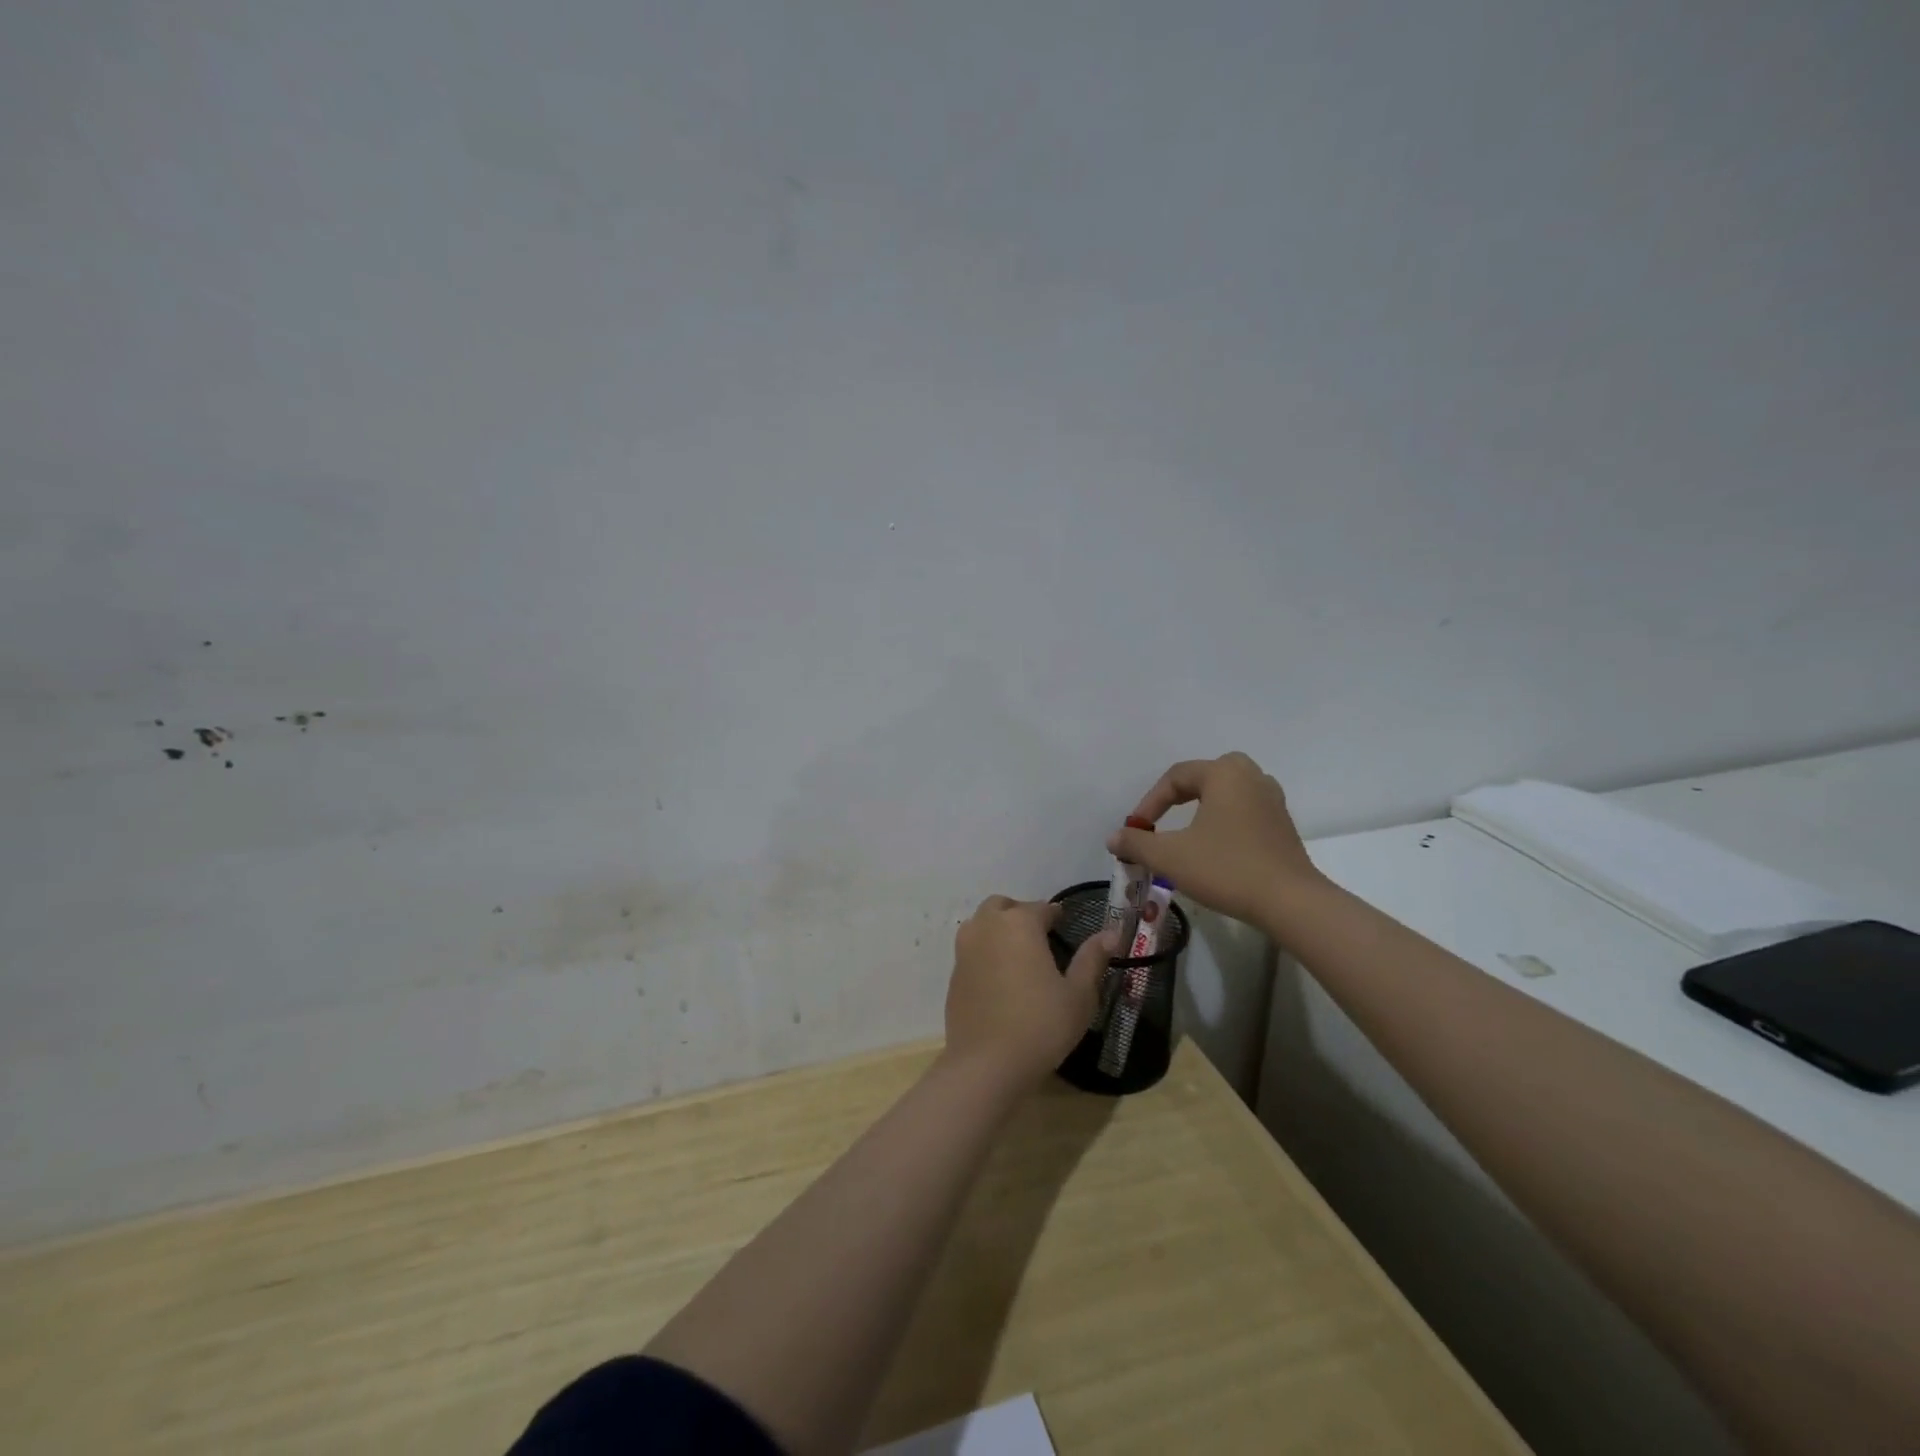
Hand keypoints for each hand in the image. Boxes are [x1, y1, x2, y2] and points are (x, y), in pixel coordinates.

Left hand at [943, 896, 1115, 1092]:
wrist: (986, 1065)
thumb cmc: (1041, 1026)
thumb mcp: (1078, 995)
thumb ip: (1092, 959)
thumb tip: (1111, 932)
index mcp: (1020, 924)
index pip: (1041, 907)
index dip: (1055, 915)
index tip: (1064, 924)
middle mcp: (987, 927)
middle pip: (1003, 906)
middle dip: (1021, 914)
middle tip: (1040, 937)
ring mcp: (965, 949)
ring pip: (981, 923)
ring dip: (998, 928)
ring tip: (1018, 954)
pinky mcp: (953, 974)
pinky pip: (971, 950)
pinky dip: (985, 952)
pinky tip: (1000, 978)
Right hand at [1108, 753, 1324, 933]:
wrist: (1290, 902)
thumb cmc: (1226, 869)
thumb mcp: (1170, 857)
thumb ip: (1137, 843)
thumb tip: (1114, 837)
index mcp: (1224, 774)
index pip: (1176, 777)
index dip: (1150, 802)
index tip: (1136, 830)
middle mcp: (1251, 777)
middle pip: (1207, 774)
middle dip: (1180, 794)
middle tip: (1164, 817)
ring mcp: (1272, 800)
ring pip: (1230, 791)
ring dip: (1205, 805)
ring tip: (1188, 829)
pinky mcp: (1283, 825)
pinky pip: (1246, 809)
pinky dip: (1225, 819)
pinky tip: (1217, 845)